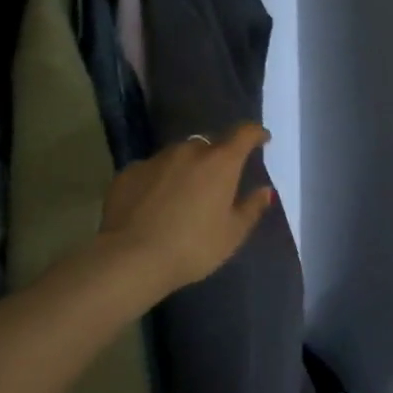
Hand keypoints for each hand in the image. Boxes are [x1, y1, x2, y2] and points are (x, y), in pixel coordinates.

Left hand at [100, 124, 275, 293]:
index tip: (262, 139)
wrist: (130, 259)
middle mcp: (188, 151)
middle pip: (209, 145)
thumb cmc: (192, 247)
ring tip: (183, 196)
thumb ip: (251, 208)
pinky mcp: (128, 172)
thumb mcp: (232, 235)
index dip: (255, 133)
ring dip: (186, 168)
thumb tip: (265, 191)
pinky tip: (153, 205)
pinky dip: (158, 181)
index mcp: (220, 162)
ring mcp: (155, 159)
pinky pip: (151, 170)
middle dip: (216, 158)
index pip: (244, 133)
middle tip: (217, 183)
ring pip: (178, 155)